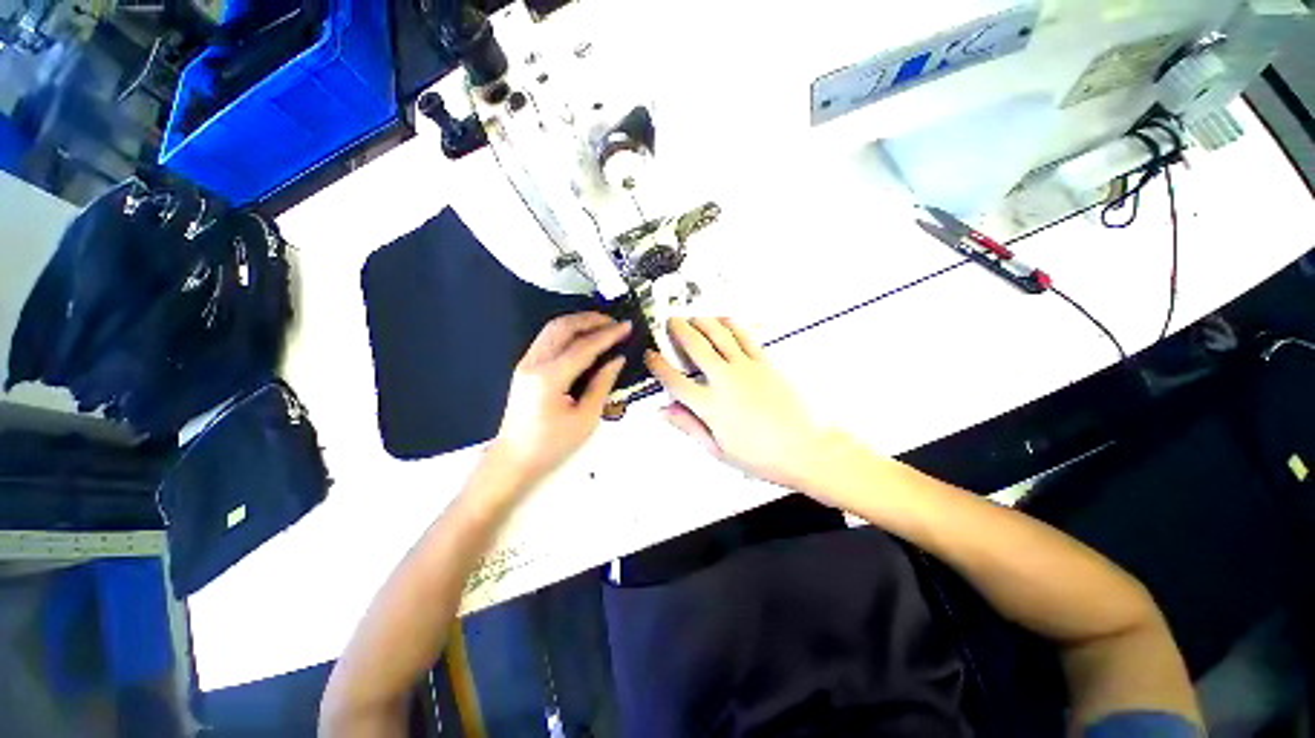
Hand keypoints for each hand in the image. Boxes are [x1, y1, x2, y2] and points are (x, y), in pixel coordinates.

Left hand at [490, 313, 630, 486]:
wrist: (514, 458)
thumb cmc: (552, 444)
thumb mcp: (585, 419)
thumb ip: (602, 384)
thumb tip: (617, 359)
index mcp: (550, 378)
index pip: (584, 347)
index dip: (608, 334)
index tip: (627, 326)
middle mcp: (534, 363)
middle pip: (563, 327)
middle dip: (591, 320)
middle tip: (615, 322)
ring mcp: (526, 363)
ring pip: (553, 329)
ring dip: (578, 322)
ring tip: (602, 325)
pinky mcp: (525, 366)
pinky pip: (548, 338)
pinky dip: (568, 331)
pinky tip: (584, 337)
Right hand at [644, 317, 831, 489]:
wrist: (802, 449)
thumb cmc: (758, 456)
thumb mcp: (716, 449)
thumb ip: (688, 426)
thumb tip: (664, 410)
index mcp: (709, 406)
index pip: (675, 380)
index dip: (658, 365)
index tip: (651, 355)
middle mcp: (724, 381)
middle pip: (695, 347)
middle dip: (679, 331)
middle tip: (670, 321)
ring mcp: (746, 369)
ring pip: (719, 336)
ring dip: (702, 322)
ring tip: (692, 316)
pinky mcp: (765, 364)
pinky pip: (745, 338)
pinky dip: (732, 326)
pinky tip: (723, 319)